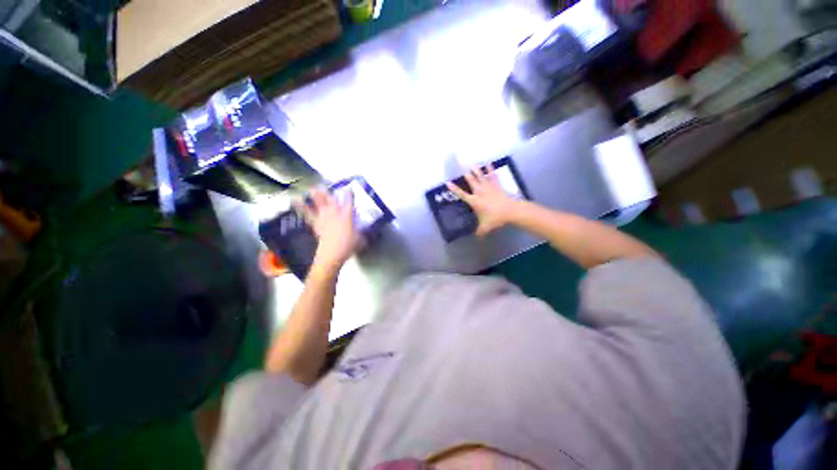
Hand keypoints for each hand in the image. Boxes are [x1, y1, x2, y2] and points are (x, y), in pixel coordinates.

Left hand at [295, 188, 360, 272]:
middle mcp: (335, 213)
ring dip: (315, 195)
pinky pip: (307, 213)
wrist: (332, 254)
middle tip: (325, 185)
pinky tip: (295, 200)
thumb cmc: (348, 246)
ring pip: (319, 203)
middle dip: (328, 192)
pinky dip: (301, 207)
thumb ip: (362, 233)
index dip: (348, 193)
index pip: (348, 201)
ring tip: (312, 188)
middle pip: (331, 199)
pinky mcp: (315, 224)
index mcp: (347, 215)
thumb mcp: (361, 239)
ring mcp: (324, 217)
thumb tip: (364, 233)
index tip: (348, 188)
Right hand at [446, 164, 520, 236]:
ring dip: (476, 170)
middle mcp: (479, 192)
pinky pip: (492, 176)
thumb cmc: (496, 218)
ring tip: (472, 164)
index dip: (454, 189)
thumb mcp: (486, 227)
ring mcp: (488, 187)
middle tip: (460, 167)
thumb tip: (477, 238)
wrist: (510, 211)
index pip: (462, 194)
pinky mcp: (496, 185)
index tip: (448, 183)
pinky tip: (489, 163)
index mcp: (475, 201)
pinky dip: (490, 169)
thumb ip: (480, 232)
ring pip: (480, 176)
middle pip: (471, 181)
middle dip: (466, 175)